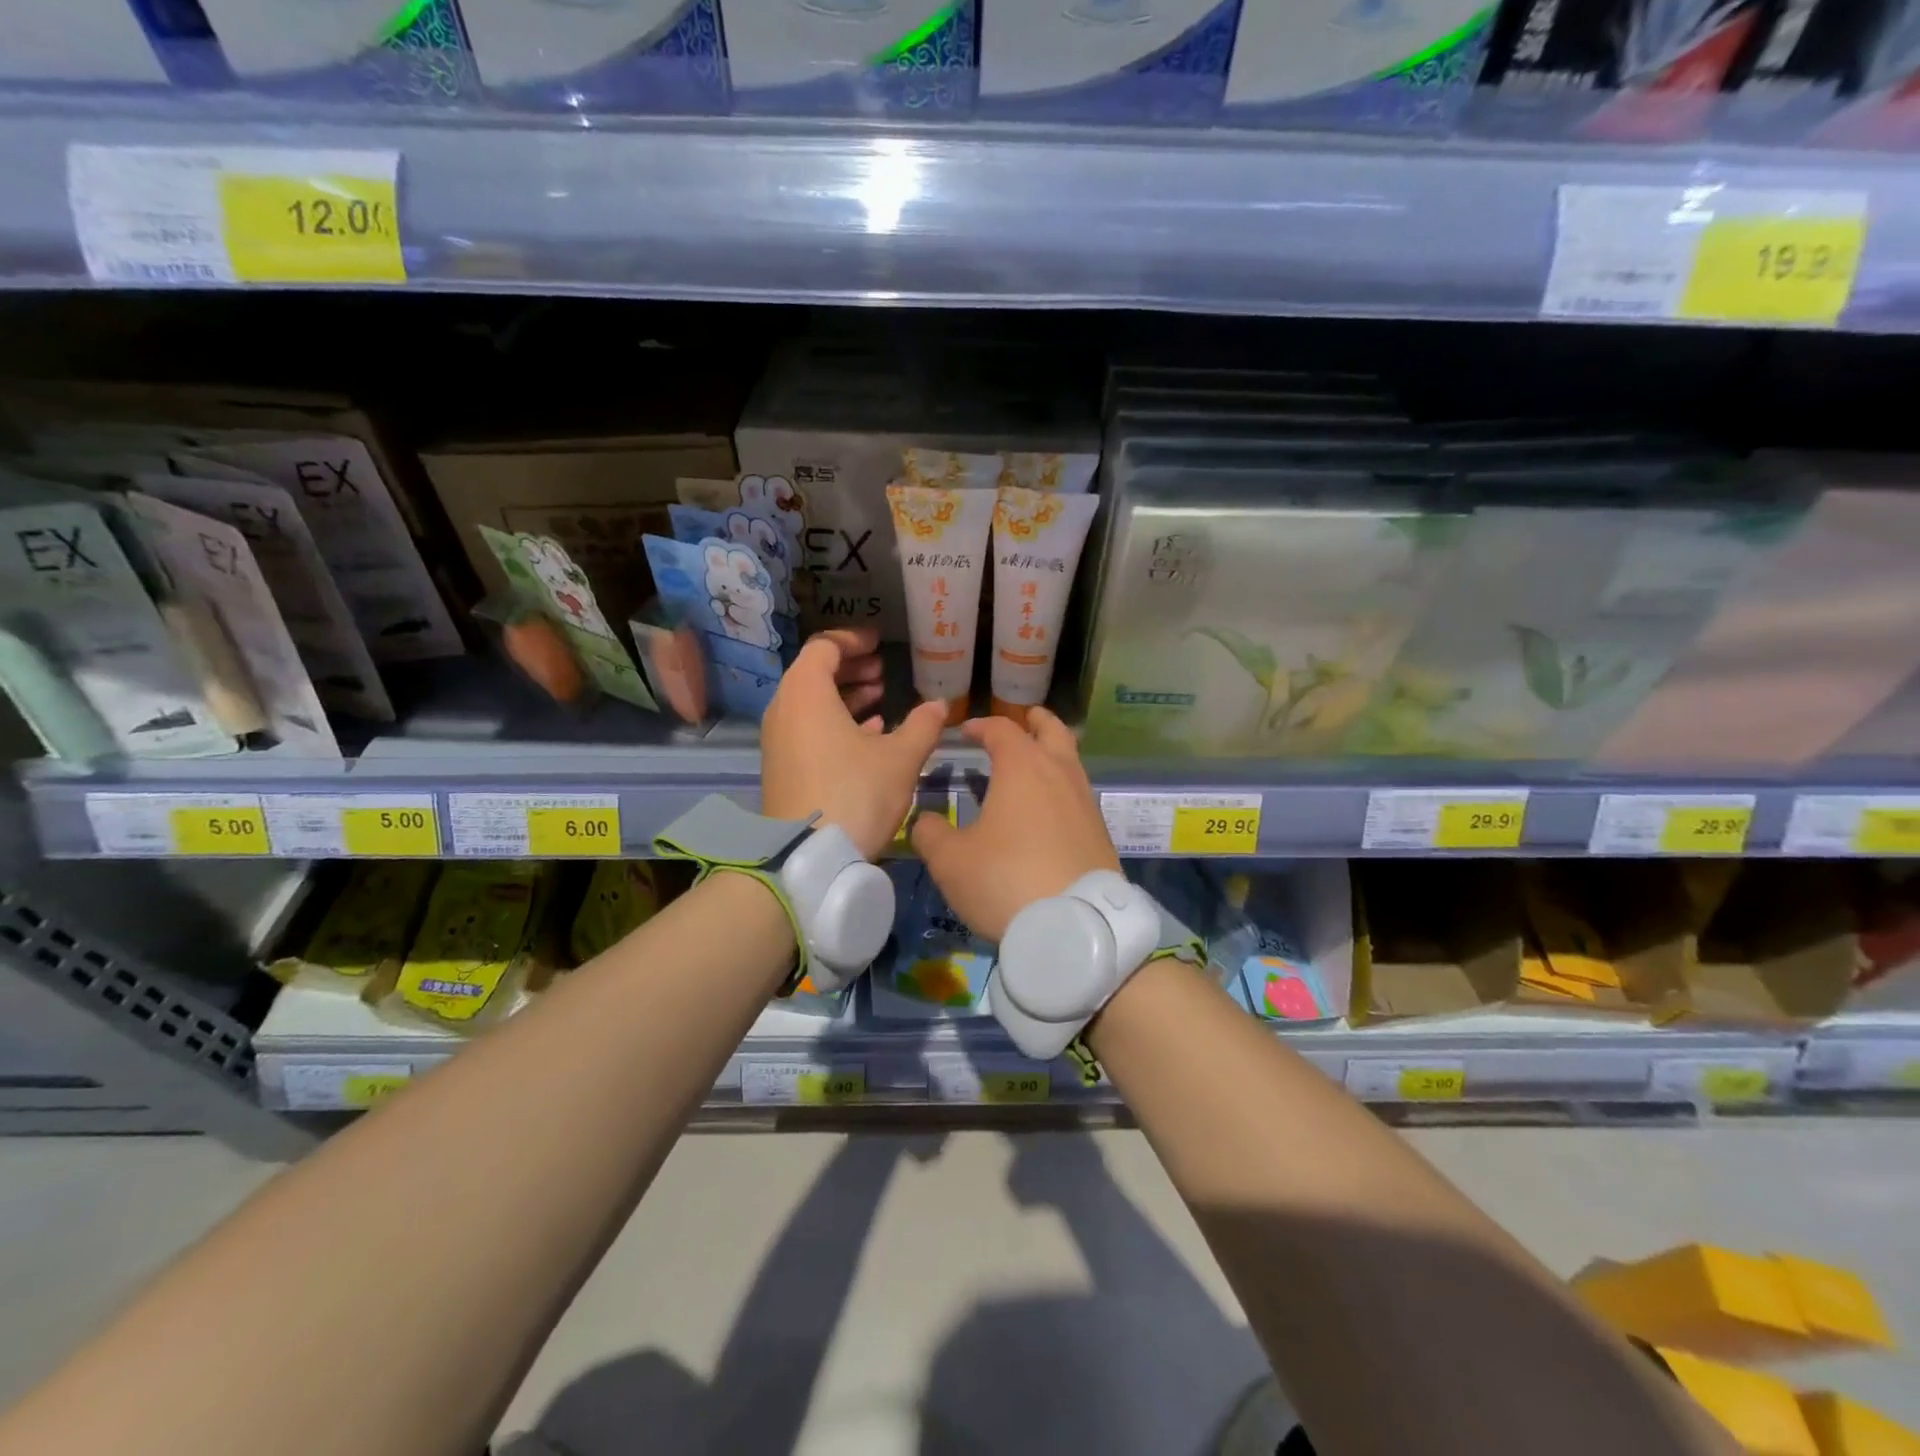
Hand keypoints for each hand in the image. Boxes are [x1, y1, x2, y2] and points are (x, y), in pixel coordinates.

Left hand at [761, 627, 948, 859]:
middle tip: (882, 672)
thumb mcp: (900, 758)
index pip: (824, 646)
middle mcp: (784, 710)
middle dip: (851, 668)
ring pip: (811, 703)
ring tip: (880, 700)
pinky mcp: (782, 767)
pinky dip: (834, 723)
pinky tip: (868, 735)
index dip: (853, 640)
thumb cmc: (855, 794)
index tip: (879, 644)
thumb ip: (922, 725)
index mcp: (806, 693)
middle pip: (814, 673)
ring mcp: (779, 740)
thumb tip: (940, 705)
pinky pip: (807, 729)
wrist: (808, 857)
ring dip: (844, 696)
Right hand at [911, 707, 1118, 940]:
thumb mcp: (950, 861)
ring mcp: (1086, 801)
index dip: (982, 725)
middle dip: (1036, 721)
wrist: (1074, 926)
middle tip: (1025, 719)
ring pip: (1071, 762)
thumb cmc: (1005, 880)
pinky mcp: (1100, 831)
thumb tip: (926, 821)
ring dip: (1053, 754)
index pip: (1002, 729)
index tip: (967, 731)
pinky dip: (1062, 788)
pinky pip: (1078, 794)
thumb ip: (931, 833)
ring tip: (1034, 766)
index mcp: (1023, 767)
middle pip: (1053, 731)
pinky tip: (1048, 810)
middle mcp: (1060, 773)